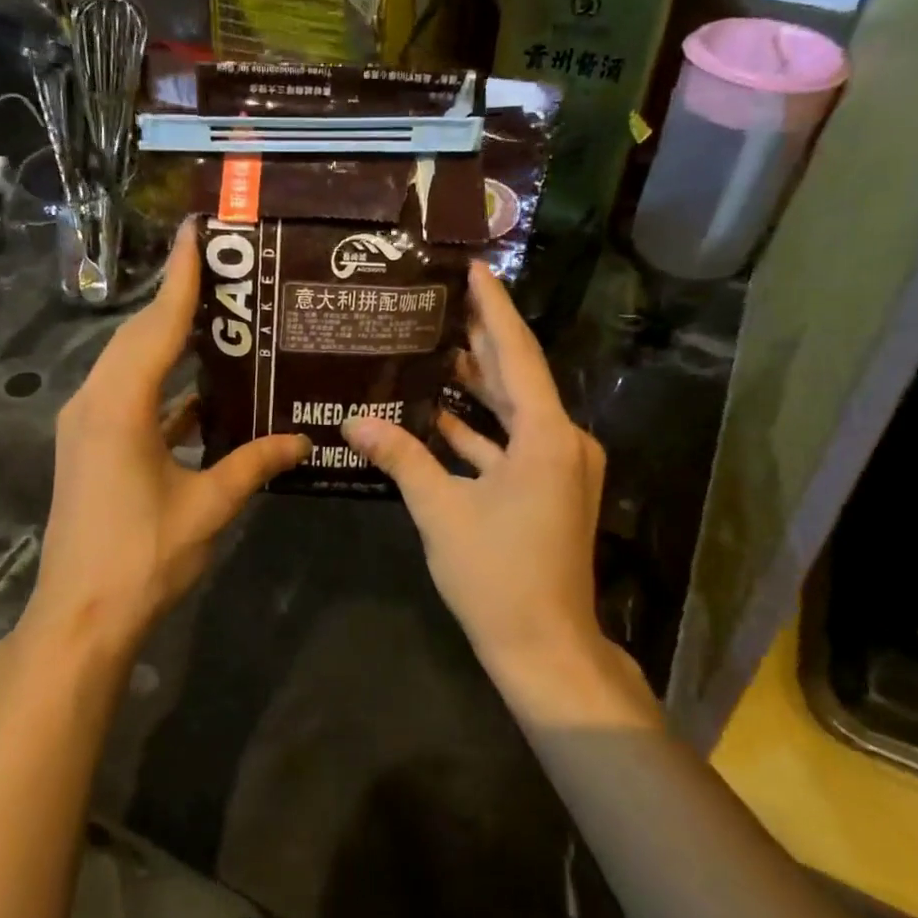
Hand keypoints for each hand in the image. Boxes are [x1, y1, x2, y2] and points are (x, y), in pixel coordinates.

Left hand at [24, 221, 309, 658]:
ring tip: (217, 319)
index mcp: (120, 405)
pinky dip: (162, 384)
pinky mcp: (89, 446)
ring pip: (130, 364)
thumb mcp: (208, 506)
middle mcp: (95, 401)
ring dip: (167, 340)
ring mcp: (86, 424)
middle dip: (176, 299)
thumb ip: (254, 464)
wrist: (79, 617)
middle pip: (138, 335)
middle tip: (222, 269)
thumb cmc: (143, 557)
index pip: (157, 325)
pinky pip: (128, 396)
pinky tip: (201, 390)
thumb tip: (302, 440)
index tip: (197, 230)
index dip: (180, 276)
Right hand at [342, 265, 623, 694]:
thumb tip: (353, 421)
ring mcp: (560, 468)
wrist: (545, 648)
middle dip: (481, 340)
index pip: (517, 354)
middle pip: (518, 377)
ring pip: (514, 412)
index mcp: (547, 436)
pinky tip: (437, 415)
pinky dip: (479, 431)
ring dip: (477, 386)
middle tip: (442, 301)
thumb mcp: (440, 511)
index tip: (472, 268)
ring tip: (433, 349)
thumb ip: (400, 457)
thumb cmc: (496, 575)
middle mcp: (563, 441)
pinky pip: (512, 445)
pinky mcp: (548, 490)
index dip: (493, 308)